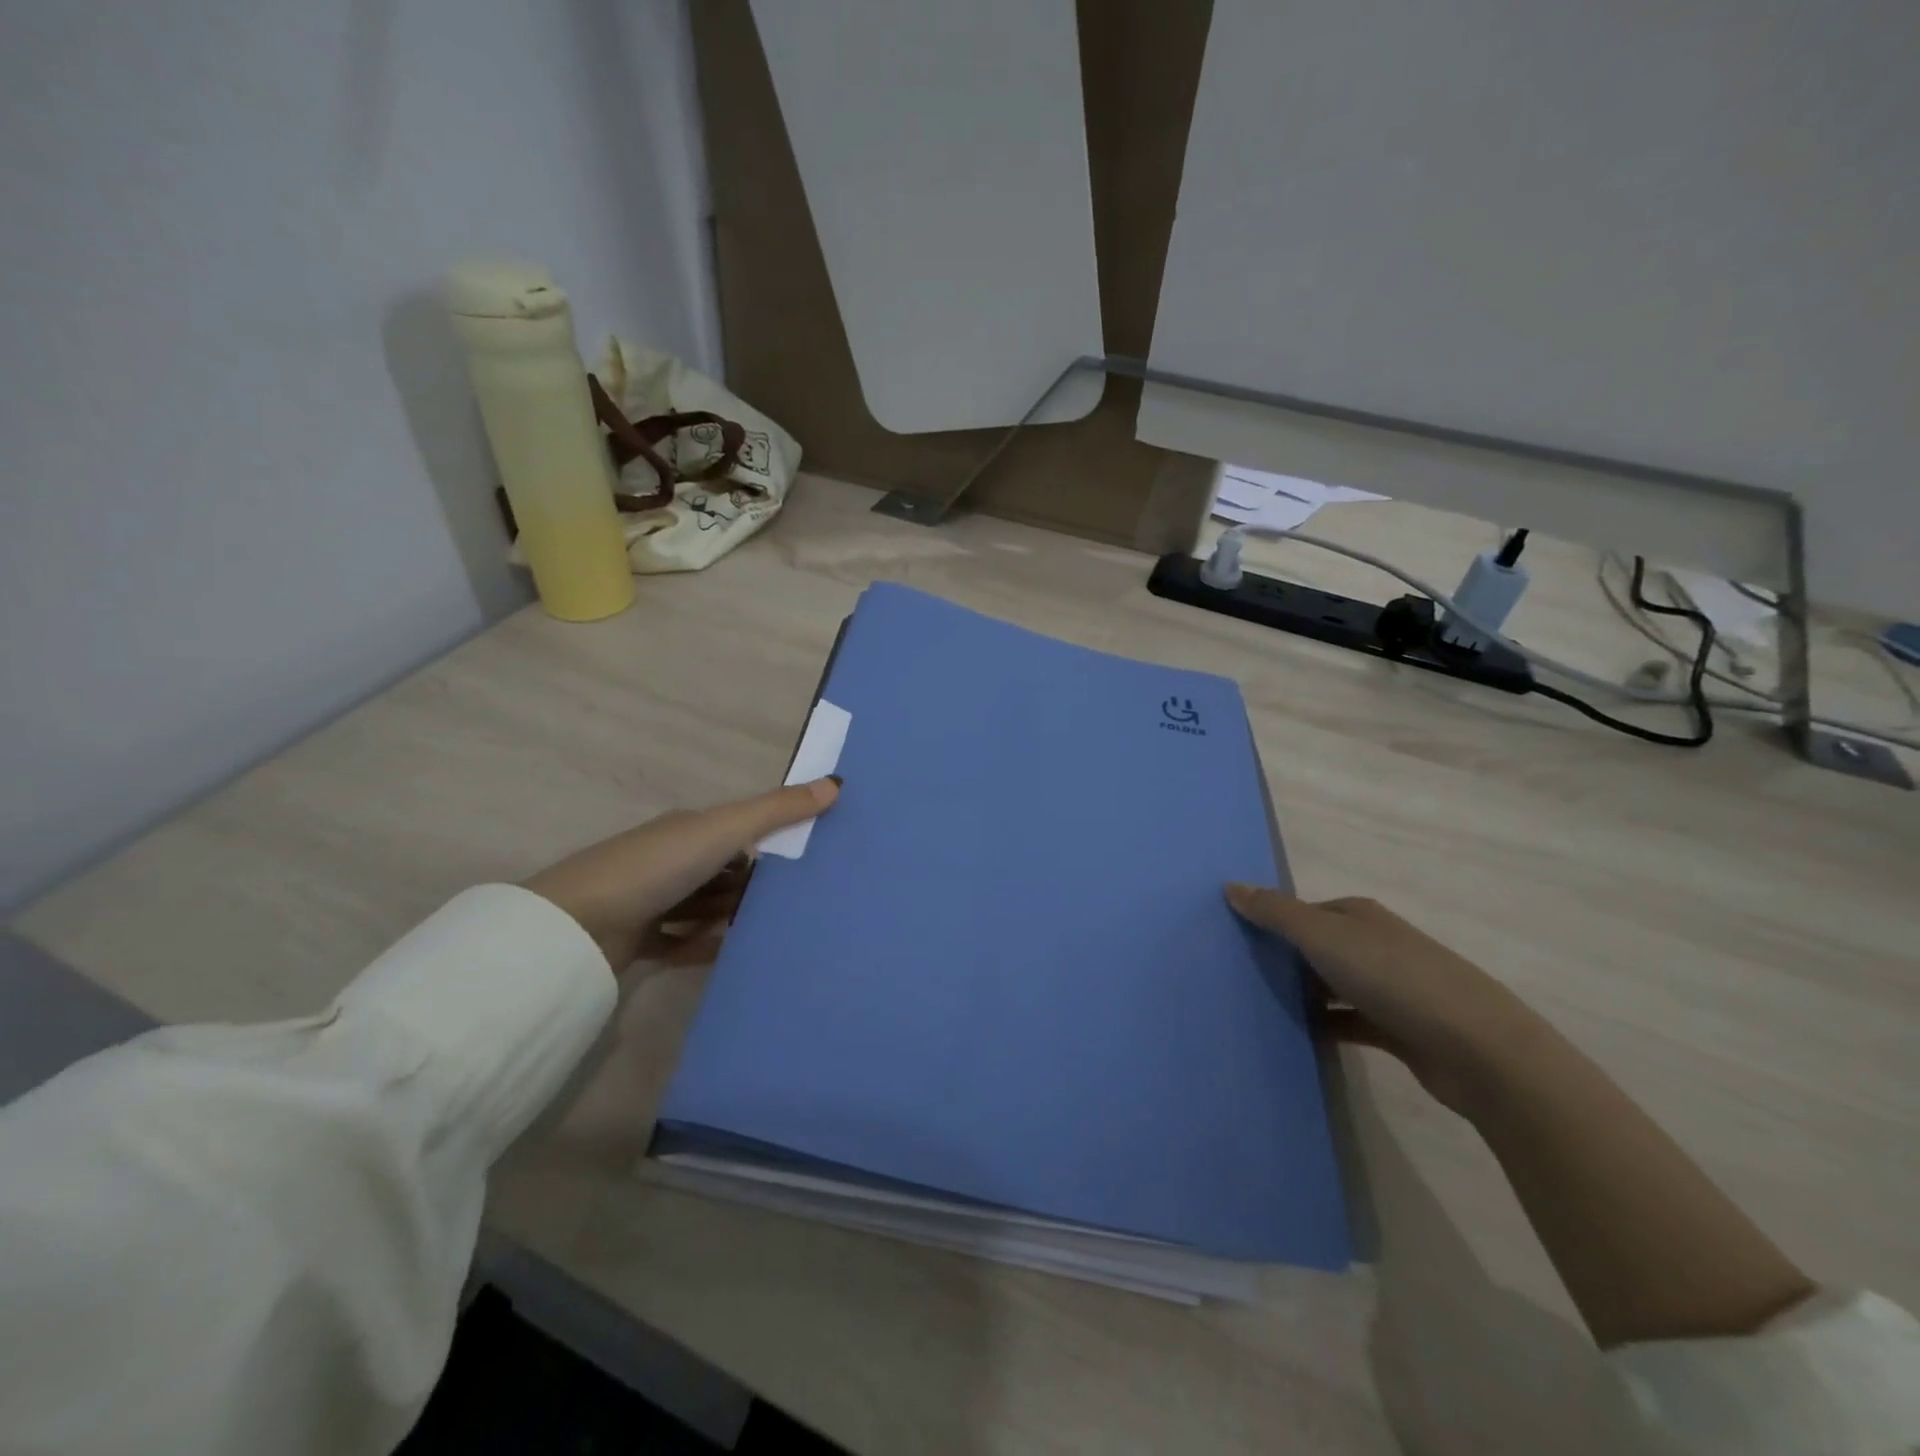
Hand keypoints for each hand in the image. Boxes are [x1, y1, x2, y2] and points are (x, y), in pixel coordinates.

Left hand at [525, 778, 839, 972]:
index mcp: (688, 829)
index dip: (770, 844)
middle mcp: (669, 860)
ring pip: (704, 906)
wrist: (580, 926)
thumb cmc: (658, 866)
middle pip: (723, 872)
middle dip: (753, 886)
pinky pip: (682, 941)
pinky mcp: (638, 939)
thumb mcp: (725, 830)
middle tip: (794, 906)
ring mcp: (651, 900)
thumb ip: (778, 810)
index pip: (737, 832)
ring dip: (731, 916)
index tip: (806, 864)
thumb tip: (836, 782)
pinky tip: (733, 954)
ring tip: (771, 932)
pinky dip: (705, 946)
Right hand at [1225, 886, 1543, 1113]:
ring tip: (1258, 1006)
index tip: (1236, 939)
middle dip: (1284, 958)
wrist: (1477, 1049)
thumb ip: (1275, 913)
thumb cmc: (1393, 978)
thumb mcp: (1323, 936)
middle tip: (1238, 975)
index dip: (1273, 921)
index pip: (1305, 911)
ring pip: (1332, 984)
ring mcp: (1390, 988)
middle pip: (1318, 946)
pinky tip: (1296, 1036)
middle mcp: (1375, 944)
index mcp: (1359, 916)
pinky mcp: (1399, 1029)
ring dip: (1303, 994)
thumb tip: (1230, 885)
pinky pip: (1348, 1022)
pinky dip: (1324, 1026)